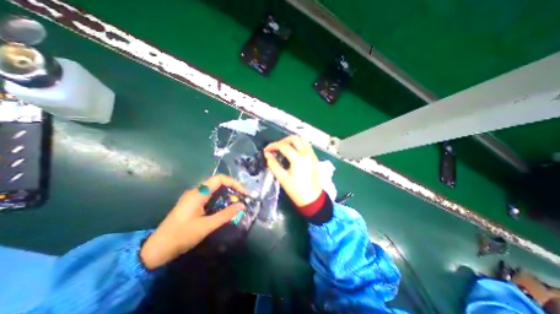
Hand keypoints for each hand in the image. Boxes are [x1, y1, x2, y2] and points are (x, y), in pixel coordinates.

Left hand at [140, 174, 245, 268]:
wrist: (156, 250)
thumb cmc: (181, 236)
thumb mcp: (206, 226)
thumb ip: (225, 214)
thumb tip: (242, 205)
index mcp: (198, 194)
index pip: (219, 179)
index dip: (233, 183)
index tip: (243, 193)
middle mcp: (196, 191)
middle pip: (218, 182)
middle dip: (232, 188)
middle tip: (241, 198)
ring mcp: (193, 197)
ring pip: (214, 189)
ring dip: (226, 193)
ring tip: (236, 202)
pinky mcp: (192, 203)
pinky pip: (210, 196)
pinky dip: (220, 198)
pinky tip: (224, 207)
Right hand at [265, 135, 320, 207]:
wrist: (312, 198)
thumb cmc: (296, 190)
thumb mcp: (282, 178)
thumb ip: (273, 164)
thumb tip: (268, 155)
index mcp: (298, 159)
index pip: (283, 146)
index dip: (273, 146)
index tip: (266, 150)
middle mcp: (306, 153)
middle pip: (294, 139)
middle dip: (282, 141)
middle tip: (275, 148)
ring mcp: (312, 155)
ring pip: (301, 140)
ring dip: (291, 141)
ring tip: (282, 148)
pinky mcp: (314, 158)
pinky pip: (306, 145)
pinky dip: (298, 144)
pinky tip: (292, 151)